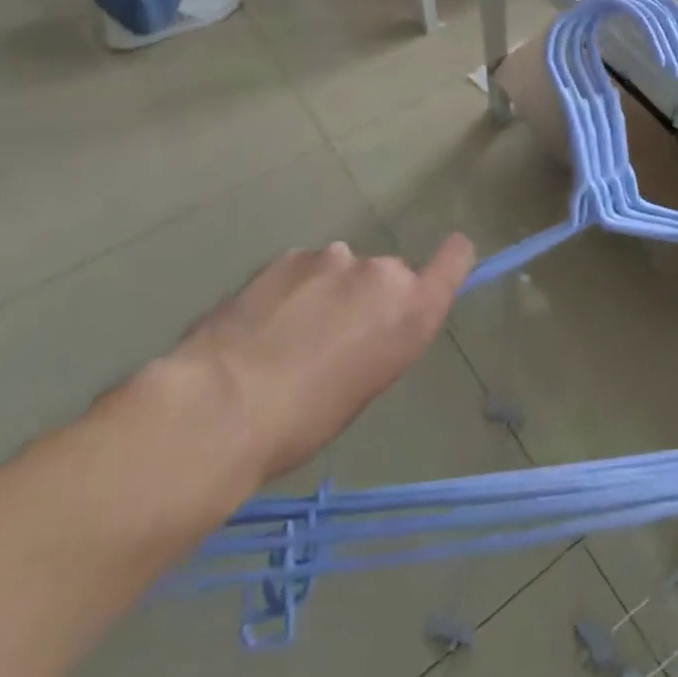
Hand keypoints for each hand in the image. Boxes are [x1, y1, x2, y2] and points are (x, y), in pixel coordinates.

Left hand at [172, 236, 475, 478]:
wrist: (222, 405)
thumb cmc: (305, 421)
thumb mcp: (364, 386)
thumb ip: (379, 339)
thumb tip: (362, 326)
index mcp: (412, 310)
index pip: (455, 259)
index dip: (452, 258)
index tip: (448, 260)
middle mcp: (382, 273)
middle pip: (386, 275)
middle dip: (367, 297)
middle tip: (332, 338)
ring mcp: (334, 258)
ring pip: (340, 271)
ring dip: (326, 292)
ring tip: (286, 336)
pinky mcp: (289, 256)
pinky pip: (302, 270)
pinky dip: (291, 290)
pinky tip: (261, 325)